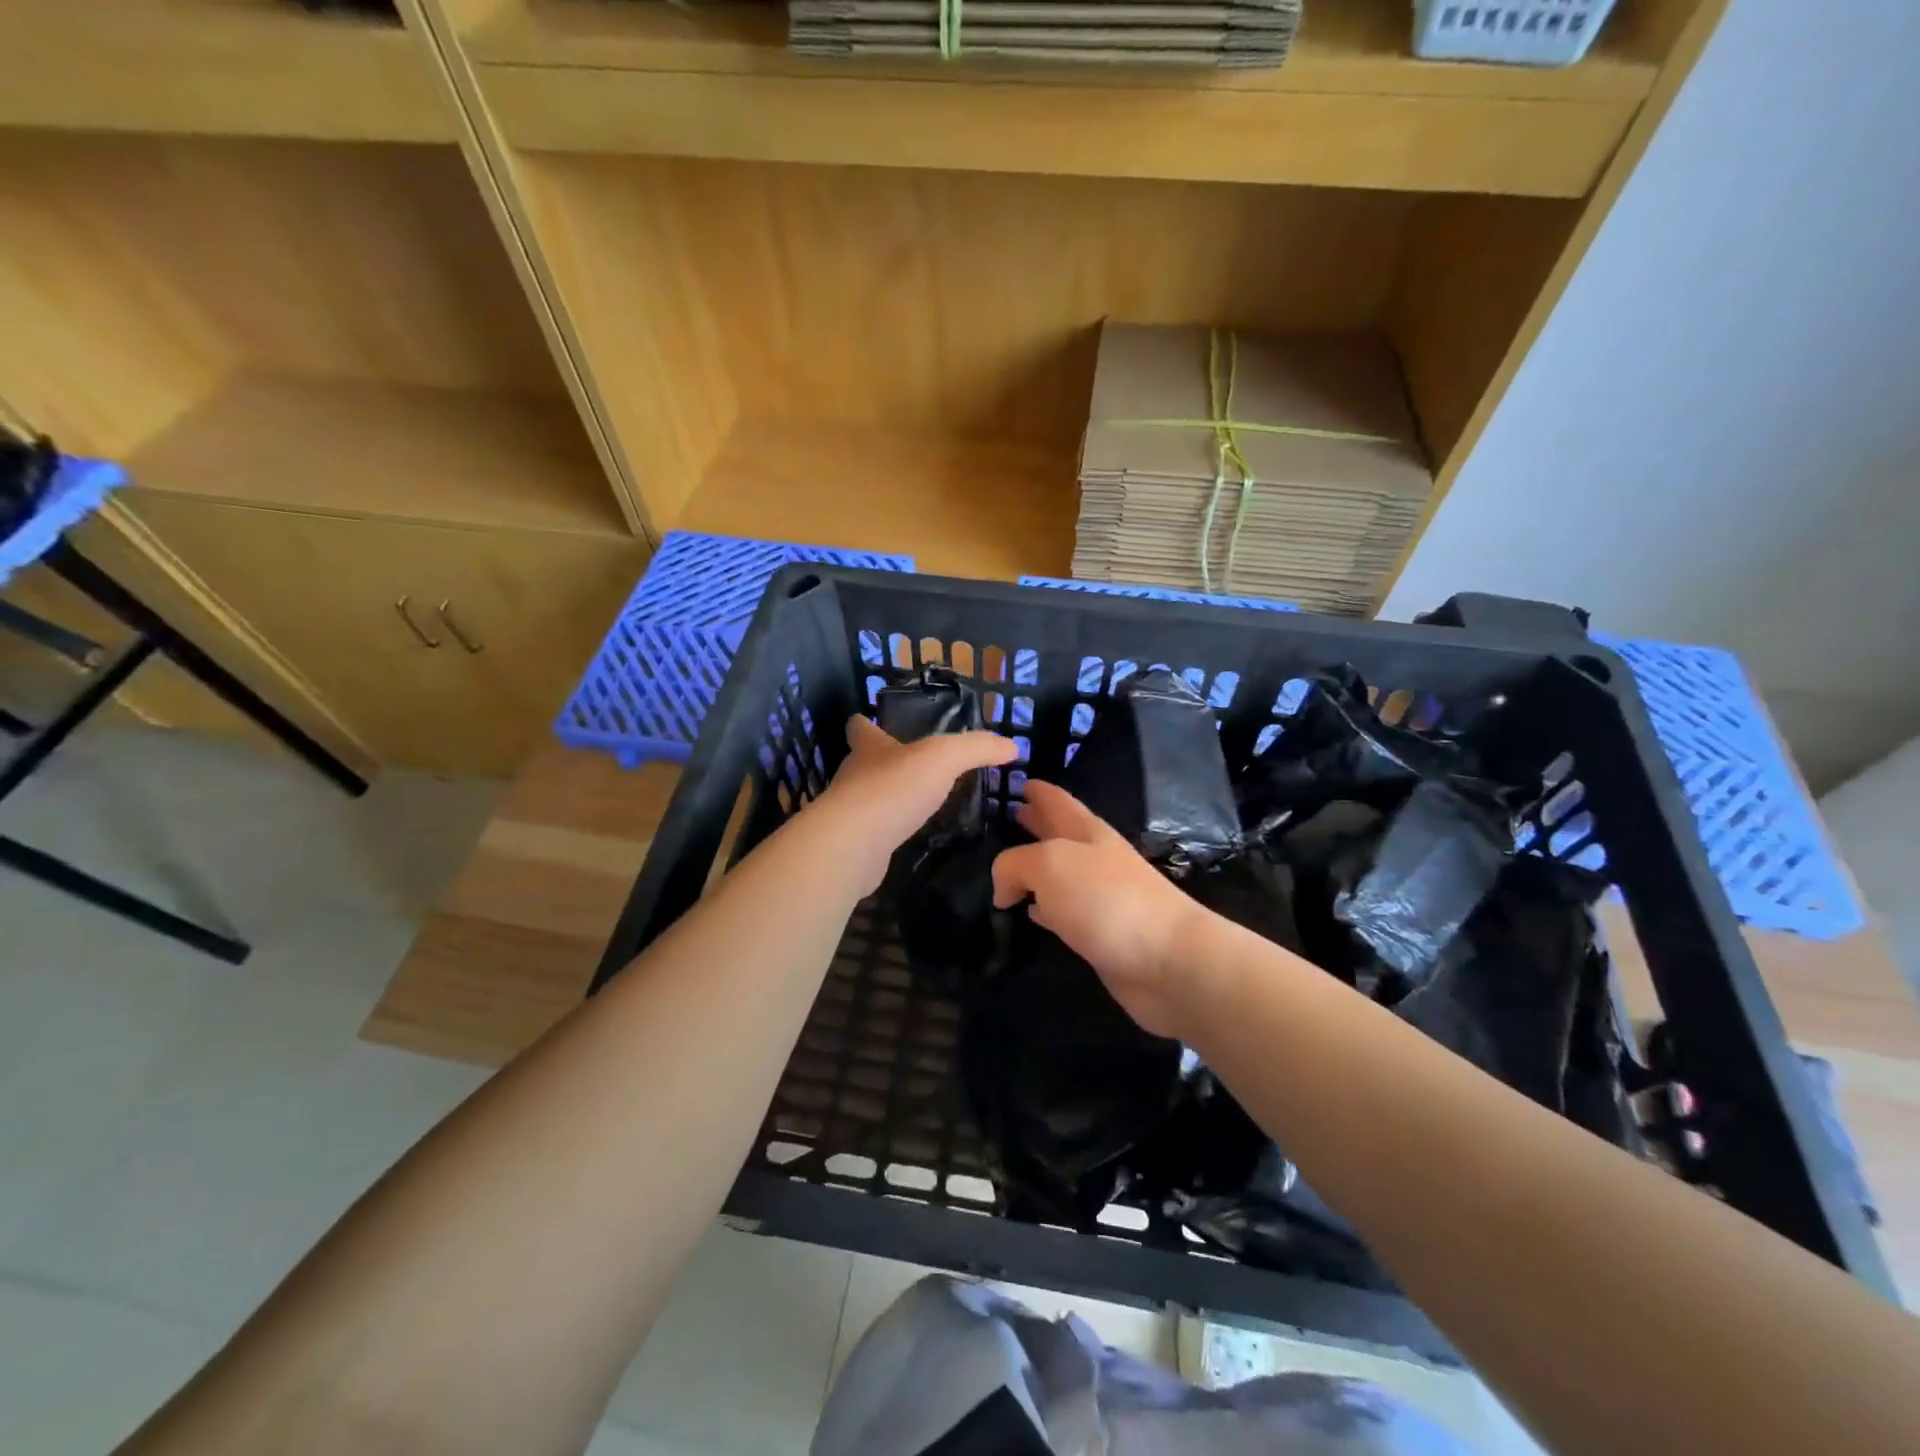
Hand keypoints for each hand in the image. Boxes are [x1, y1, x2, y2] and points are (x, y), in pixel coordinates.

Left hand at [811, 716, 1016, 892]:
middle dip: (885, 762)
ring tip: (920, 803)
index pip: (860, 727)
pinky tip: (911, 836)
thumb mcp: (944, 758)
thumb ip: (978, 748)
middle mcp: (855, 776)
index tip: (872, 721)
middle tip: (916, 767)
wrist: (853, 845)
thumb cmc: (893, 789)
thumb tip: (1012, 745)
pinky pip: (875, 831)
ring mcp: (852, 812)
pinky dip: (890, 831)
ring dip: (890, 798)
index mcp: (869, 748)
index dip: (866, 723)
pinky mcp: (855, 844)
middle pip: (865, 762)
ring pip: (870, 798)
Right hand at [992, 782, 1202, 1038]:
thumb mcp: (1050, 865)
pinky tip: (1028, 913)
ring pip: (1056, 874)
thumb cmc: (1107, 899)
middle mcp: (1093, 858)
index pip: (1056, 800)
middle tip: (1000, 817)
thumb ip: (1014, 864)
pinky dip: (1042, 908)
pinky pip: (1061, 912)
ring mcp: (1098, 896)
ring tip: (1001, 867)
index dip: (1036, 789)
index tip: (1012, 779)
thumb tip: (1003, 888)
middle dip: (1032, 823)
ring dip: (1033, 868)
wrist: (1167, 961)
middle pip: (1057, 833)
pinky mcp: (1098, 933)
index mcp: (1086, 831)